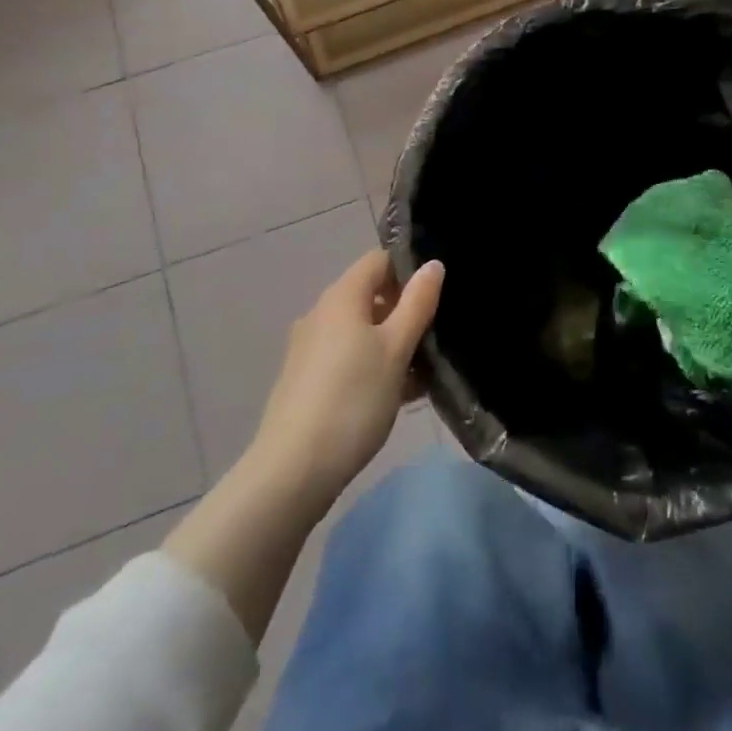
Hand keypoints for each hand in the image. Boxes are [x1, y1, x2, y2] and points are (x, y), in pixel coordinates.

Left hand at [248, 250, 444, 516]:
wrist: (293, 471)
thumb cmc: (353, 399)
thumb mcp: (396, 349)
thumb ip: (417, 303)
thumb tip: (432, 264)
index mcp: (342, 297)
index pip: (379, 260)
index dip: (409, 269)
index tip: (437, 294)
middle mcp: (321, 314)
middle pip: (371, 295)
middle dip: (406, 311)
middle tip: (437, 336)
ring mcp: (310, 349)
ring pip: (361, 331)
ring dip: (393, 343)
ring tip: (424, 372)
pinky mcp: (307, 380)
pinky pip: (348, 357)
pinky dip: (373, 365)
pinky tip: (398, 394)